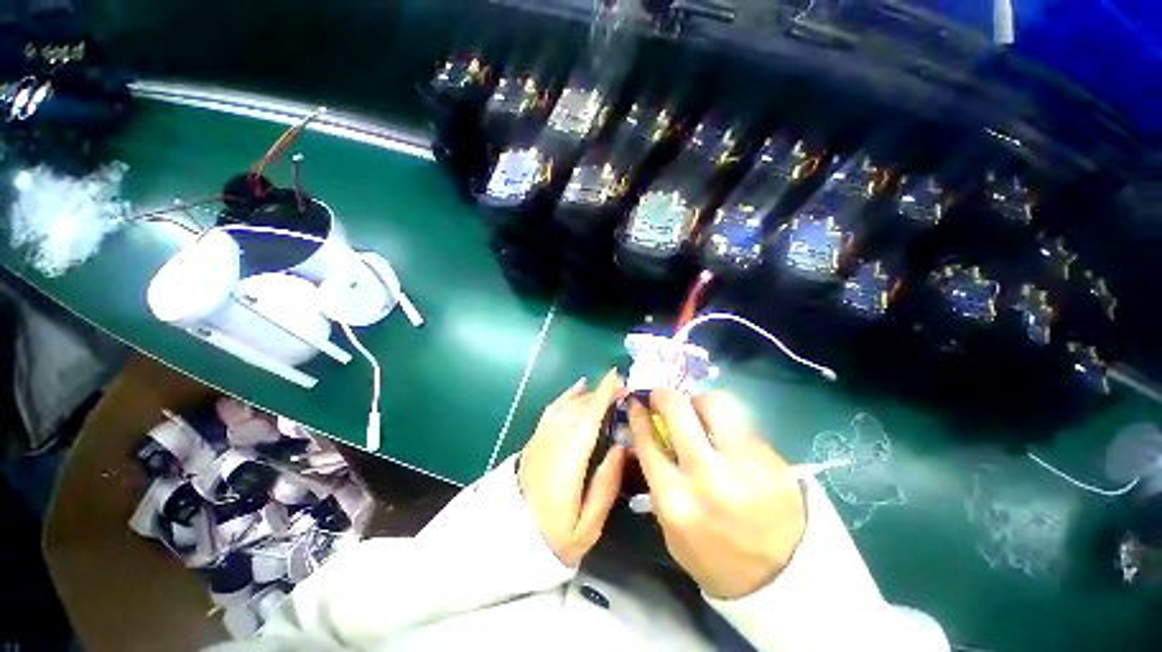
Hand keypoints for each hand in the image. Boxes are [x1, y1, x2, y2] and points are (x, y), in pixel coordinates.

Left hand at [518, 370, 626, 566]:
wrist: (510, 541)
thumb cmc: (554, 538)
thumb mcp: (587, 526)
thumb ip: (606, 485)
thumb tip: (621, 448)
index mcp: (568, 463)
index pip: (588, 420)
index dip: (603, 396)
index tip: (617, 378)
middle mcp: (553, 444)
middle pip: (579, 409)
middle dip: (601, 393)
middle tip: (622, 388)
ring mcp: (540, 440)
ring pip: (566, 407)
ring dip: (587, 394)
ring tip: (606, 388)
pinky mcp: (534, 441)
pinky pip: (551, 411)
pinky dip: (565, 396)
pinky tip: (577, 388)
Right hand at [628, 389, 805, 598]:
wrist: (782, 580)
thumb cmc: (713, 556)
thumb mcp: (670, 526)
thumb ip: (657, 479)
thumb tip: (650, 434)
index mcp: (675, 499)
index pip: (647, 440)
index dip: (638, 416)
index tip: (636, 403)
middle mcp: (708, 476)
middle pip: (679, 409)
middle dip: (664, 395)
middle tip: (662, 396)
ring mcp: (745, 465)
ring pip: (716, 402)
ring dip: (699, 401)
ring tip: (699, 412)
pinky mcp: (774, 460)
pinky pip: (742, 423)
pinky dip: (727, 422)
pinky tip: (727, 437)